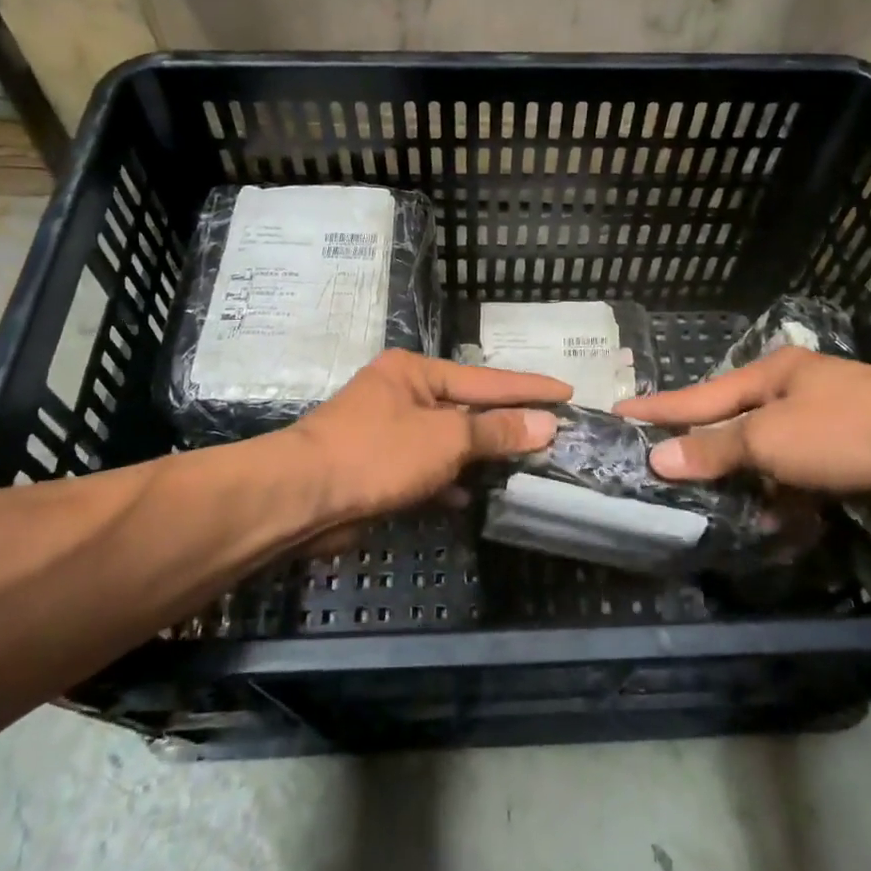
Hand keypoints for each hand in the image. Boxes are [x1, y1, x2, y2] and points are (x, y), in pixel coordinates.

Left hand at [286, 350, 569, 532]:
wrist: (303, 498)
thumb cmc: (378, 454)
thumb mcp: (446, 439)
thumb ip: (496, 431)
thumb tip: (545, 423)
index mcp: (415, 372)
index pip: (486, 379)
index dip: (529, 387)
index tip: (567, 390)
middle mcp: (402, 394)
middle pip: (466, 409)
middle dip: (505, 424)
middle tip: (551, 432)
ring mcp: (388, 432)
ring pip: (447, 442)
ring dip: (480, 456)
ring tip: (524, 465)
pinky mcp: (379, 468)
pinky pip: (426, 469)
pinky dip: (449, 481)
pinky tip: (473, 496)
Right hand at [615, 349, 870, 515]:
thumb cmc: (846, 431)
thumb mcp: (770, 438)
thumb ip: (715, 449)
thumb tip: (659, 457)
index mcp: (773, 373)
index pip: (701, 394)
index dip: (660, 408)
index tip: (620, 411)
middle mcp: (795, 393)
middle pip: (733, 424)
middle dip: (703, 449)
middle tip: (660, 467)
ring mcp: (824, 424)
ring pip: (766, 455)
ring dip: (745, 481)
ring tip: (708, 505)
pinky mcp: (848, 457)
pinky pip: (798, 477)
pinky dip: (783, 496)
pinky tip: (770, 519)